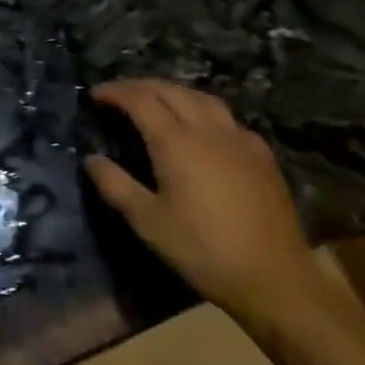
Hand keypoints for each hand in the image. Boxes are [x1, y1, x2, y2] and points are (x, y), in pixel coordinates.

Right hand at [85, 80, 323, 323]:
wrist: (274, 278)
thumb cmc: (202, 250)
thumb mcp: (148, 222)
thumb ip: (115, 185)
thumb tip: (91, 159)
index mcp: (175, 142)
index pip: (139, 99)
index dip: (115, 92)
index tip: (95, 95)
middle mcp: (206, 129)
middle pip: (169, 90)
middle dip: (140, 86)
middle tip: (119, 95)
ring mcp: (238, 138)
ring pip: (201, 97)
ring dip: (172, 92)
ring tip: (156, 101)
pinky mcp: (261, 153)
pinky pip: (226, 117)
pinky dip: (202, 110)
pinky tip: (201, 128)